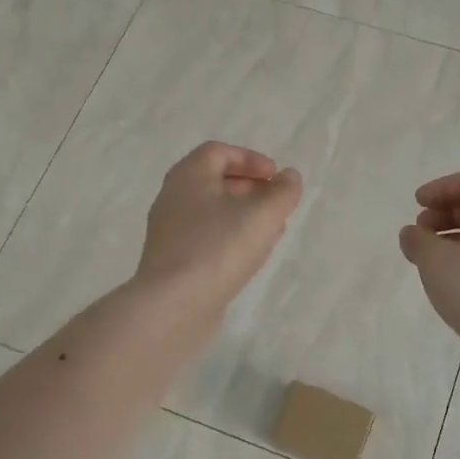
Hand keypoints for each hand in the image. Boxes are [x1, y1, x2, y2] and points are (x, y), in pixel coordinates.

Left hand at [137, 142, 302, 308]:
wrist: (173, 305)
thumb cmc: (218, 248)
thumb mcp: (261, 215)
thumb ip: (282, 192)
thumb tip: (289, 177)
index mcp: (188, 176)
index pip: (218, 152)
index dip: (250, 159)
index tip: (276, 177)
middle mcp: (173, 198)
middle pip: (213, 182)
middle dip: (249, 188)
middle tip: (276, 202)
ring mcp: (169, 233)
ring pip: (211, 213)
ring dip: (243, 216)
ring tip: (271, 230)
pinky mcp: (173, 263)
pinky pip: (206, 240)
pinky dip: (230, 239)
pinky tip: (250, 257)